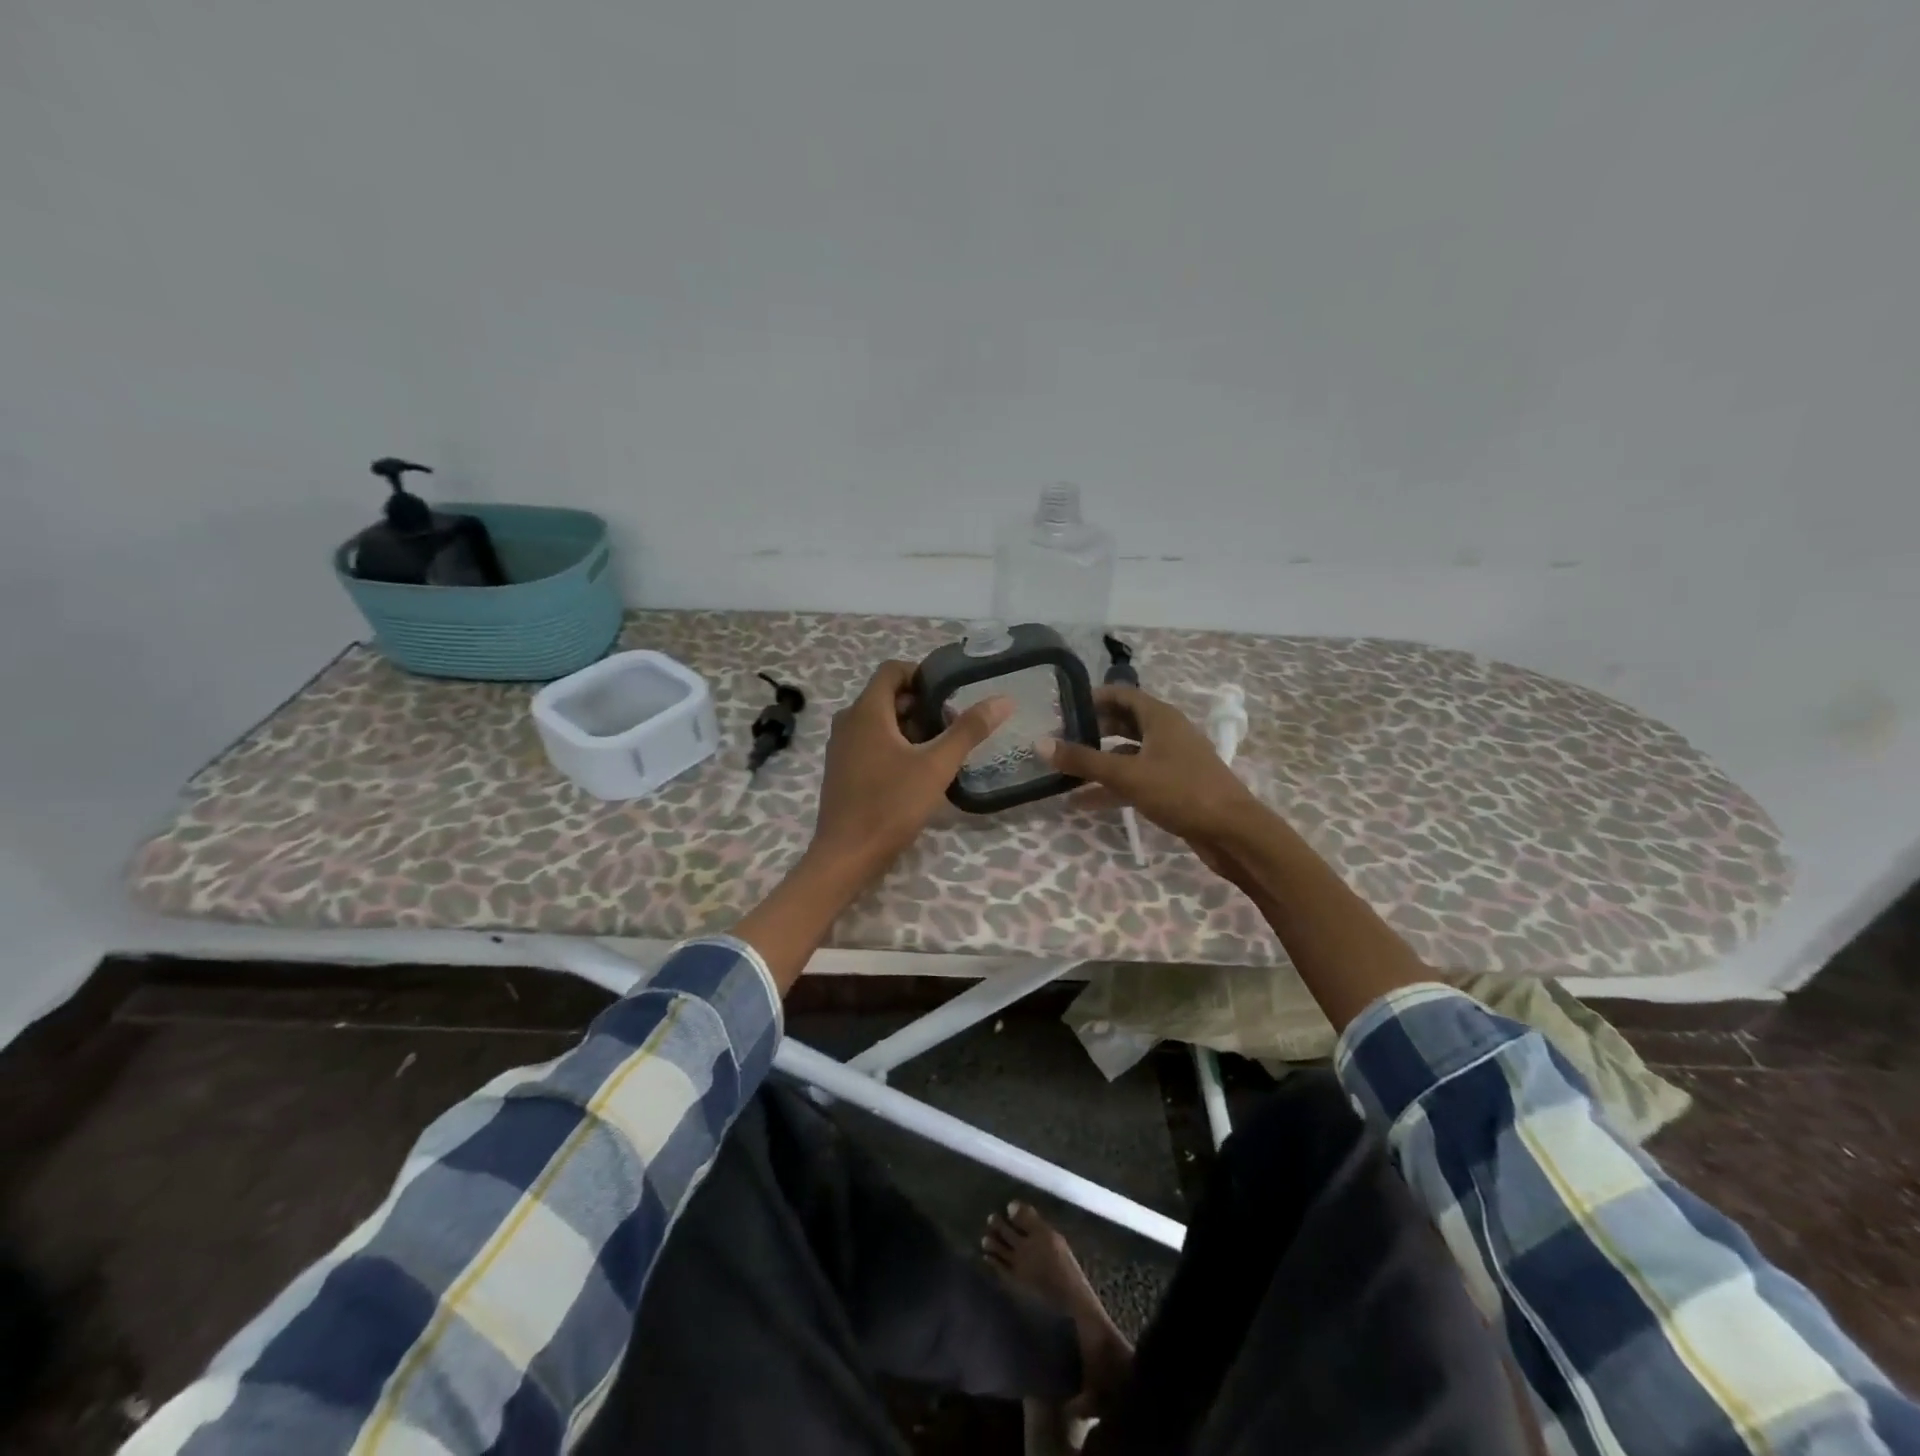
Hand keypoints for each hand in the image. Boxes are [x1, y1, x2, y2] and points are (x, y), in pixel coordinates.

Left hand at [807, 660, 1013, 886]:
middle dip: (921, 704)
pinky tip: (916, 770)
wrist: (847, 855)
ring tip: (940, 748)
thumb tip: (1002, 700)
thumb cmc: (891, 804)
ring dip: (909, 726)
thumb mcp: (937, 766)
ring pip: (879, 721)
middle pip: (887, 696)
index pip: (892, 670)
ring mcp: (841, 747)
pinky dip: (893, 744)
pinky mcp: (841, 769)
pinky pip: (869, 741)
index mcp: (866, 712)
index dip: (922, 674)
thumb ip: (968, 730)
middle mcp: (848, 722)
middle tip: (952, 725)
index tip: (950, 693)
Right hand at [1037, 686, 1260, 874]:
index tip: (1061, 708)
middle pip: (1122, 723)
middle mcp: (1166, 733)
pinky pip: (1135, 778)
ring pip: (1127, 753)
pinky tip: (1083, 802)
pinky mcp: (1172, 786)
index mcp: (1159, 717)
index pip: (1120, 694)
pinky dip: (1111, 786)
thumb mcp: (1127, 775)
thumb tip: (1040, 743)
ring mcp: (1171, 760)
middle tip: (1058, 739)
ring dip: (1098, 762)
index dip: (1091, 698)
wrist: (1233, 832)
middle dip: (1091, 730)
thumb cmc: (1181, 792)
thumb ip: (1083, 760)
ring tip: (1063, 771)